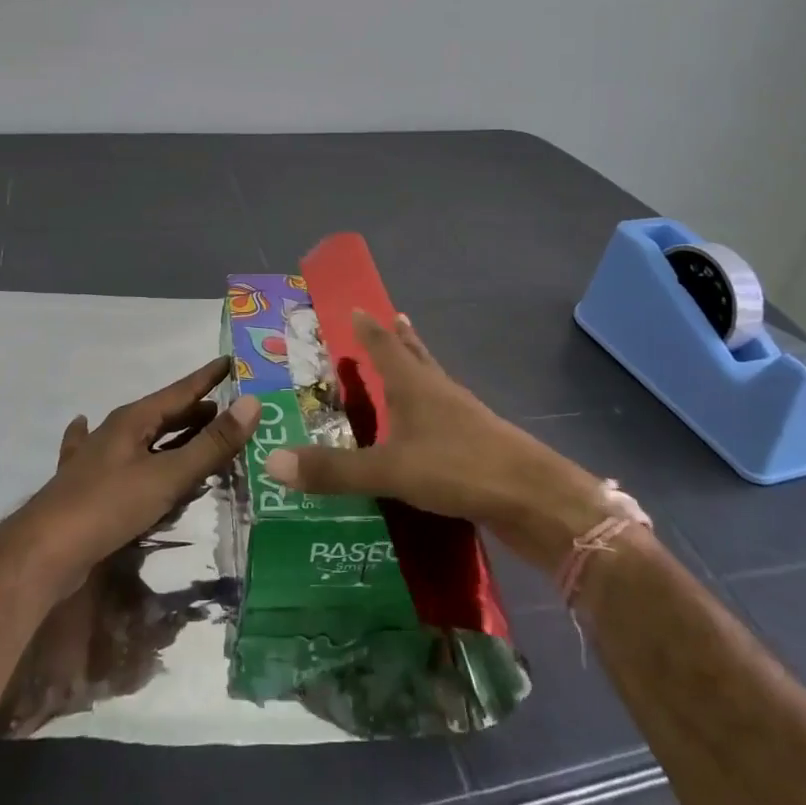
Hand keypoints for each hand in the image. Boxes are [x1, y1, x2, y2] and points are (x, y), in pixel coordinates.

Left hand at [0, 356, 257, 598]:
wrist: (43, 553)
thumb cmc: (108, 507)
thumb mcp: (167, 476)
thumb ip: (211, 445)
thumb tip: (253, 404)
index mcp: (134, 420)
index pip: (182, 390)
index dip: (209, 377)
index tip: (234, 363)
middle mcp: (115, 431)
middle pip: (163, 413)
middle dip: (196, 410)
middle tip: (230, 409)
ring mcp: (97, 457)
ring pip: (142, 436)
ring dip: (171, 433)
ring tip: (197, 430)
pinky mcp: (87, 485)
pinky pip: (114, 459)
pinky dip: (122, 449)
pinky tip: (84, 426)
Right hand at [263, 311, 609, 570]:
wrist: (533, 497)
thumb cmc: (458, 468)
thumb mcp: (388, 470)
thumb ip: (333, 469)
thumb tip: (272, 461)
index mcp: (415, 386)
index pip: (384, 346)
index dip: (367, 327)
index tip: (356, 307)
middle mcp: (439, 391)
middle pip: (415, 355)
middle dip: (399, 338)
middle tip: (390, 318)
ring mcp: (463, 417)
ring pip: (433, 382)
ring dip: (418, 368)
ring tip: (410, 361)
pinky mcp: (477, 444)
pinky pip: (445, 415)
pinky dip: (430, 409)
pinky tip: (428, 427)